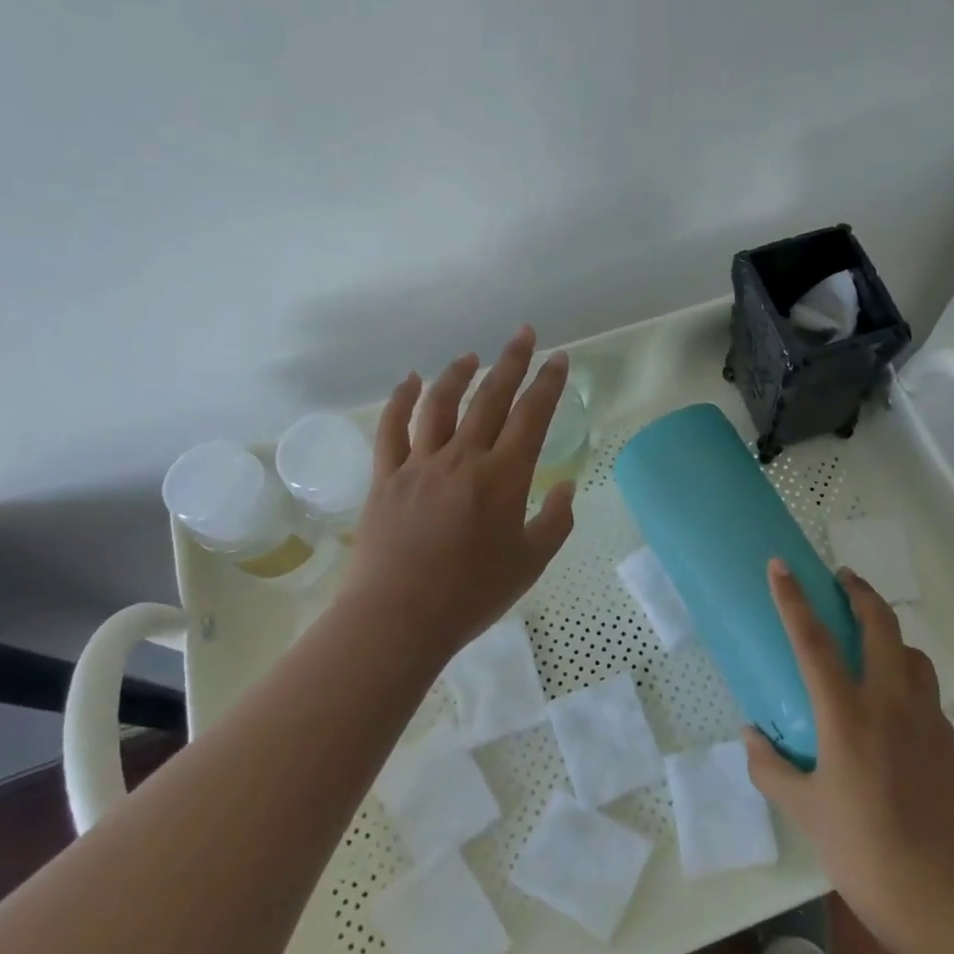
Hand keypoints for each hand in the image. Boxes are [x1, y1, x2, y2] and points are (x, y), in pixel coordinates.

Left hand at [338, 326, 574, 659]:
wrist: (398, 619)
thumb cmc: (472, 594)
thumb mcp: (531, 563)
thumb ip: (556, 521)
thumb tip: (566, 486)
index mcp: (504, 476)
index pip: (532, 415)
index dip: (548, 383)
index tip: (558, 358)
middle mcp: (464, 458)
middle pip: (490, 397)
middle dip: (511, 361)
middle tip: (523, 334)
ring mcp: (420, 464)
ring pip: (440, 404)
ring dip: (458, 374)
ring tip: (472, 357)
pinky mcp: (386, 477)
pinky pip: (392, 429)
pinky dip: (401, 400)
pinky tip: (410, 380)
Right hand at [744, 560, 953, 953]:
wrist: (949, 903)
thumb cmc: (865, 853)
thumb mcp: (806, 812)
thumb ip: (772, 769)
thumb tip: (751, 736)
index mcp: (848, 715)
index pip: (813, 640)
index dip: (793, 598)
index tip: (781, 565)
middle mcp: (891, 703)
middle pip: (880, 625)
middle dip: (861, 593)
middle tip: (843, 580)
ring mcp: (929, 721)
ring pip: (913, 655)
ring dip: (891, 637)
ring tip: (874, 646)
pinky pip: (928, 696)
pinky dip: (909, 684)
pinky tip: (897, 716)